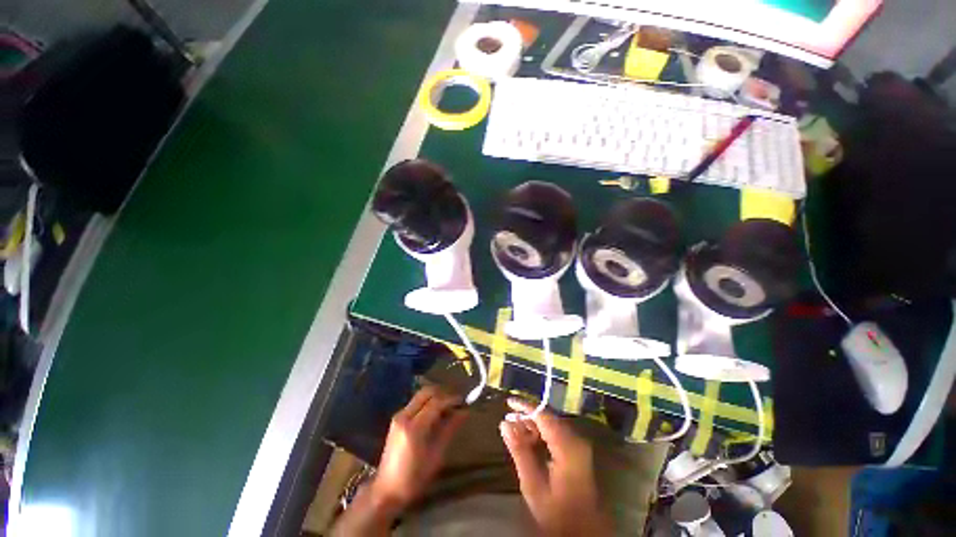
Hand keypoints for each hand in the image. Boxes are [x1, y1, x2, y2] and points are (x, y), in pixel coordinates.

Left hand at [369, 385, 467, 513]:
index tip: (463, 401)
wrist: (386, 490)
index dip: (451, 399)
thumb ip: (450, 429)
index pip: (436, 402)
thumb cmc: (414, 478)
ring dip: (435, 396)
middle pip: (426, 392)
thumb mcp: (436, 455)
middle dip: (443, 392)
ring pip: (421, 395)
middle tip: (456, 401)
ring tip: (448, 406)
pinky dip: (428, 401)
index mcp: (414, 428)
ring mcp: (398, 416)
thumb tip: (464, 412)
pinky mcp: (397, 418)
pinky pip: (415, 402)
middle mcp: (404, 416)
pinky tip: (436, 412)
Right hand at [500, 398, 611, 536]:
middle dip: (527, 417)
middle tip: (508, 422)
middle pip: (549, 418)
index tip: (508, 402)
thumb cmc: (557, 512)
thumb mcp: (533, 485)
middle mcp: (576, 440)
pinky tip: (529, 442)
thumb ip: (519, 451)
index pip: (543, 415)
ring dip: (533, 426)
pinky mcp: (578, 451)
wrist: (584, 532)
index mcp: (567, 446)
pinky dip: (542, 434)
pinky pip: (557, 433)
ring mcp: (579, 445)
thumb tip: (504, 424)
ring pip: (552, 425)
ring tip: (515, 433)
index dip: (525, 406)